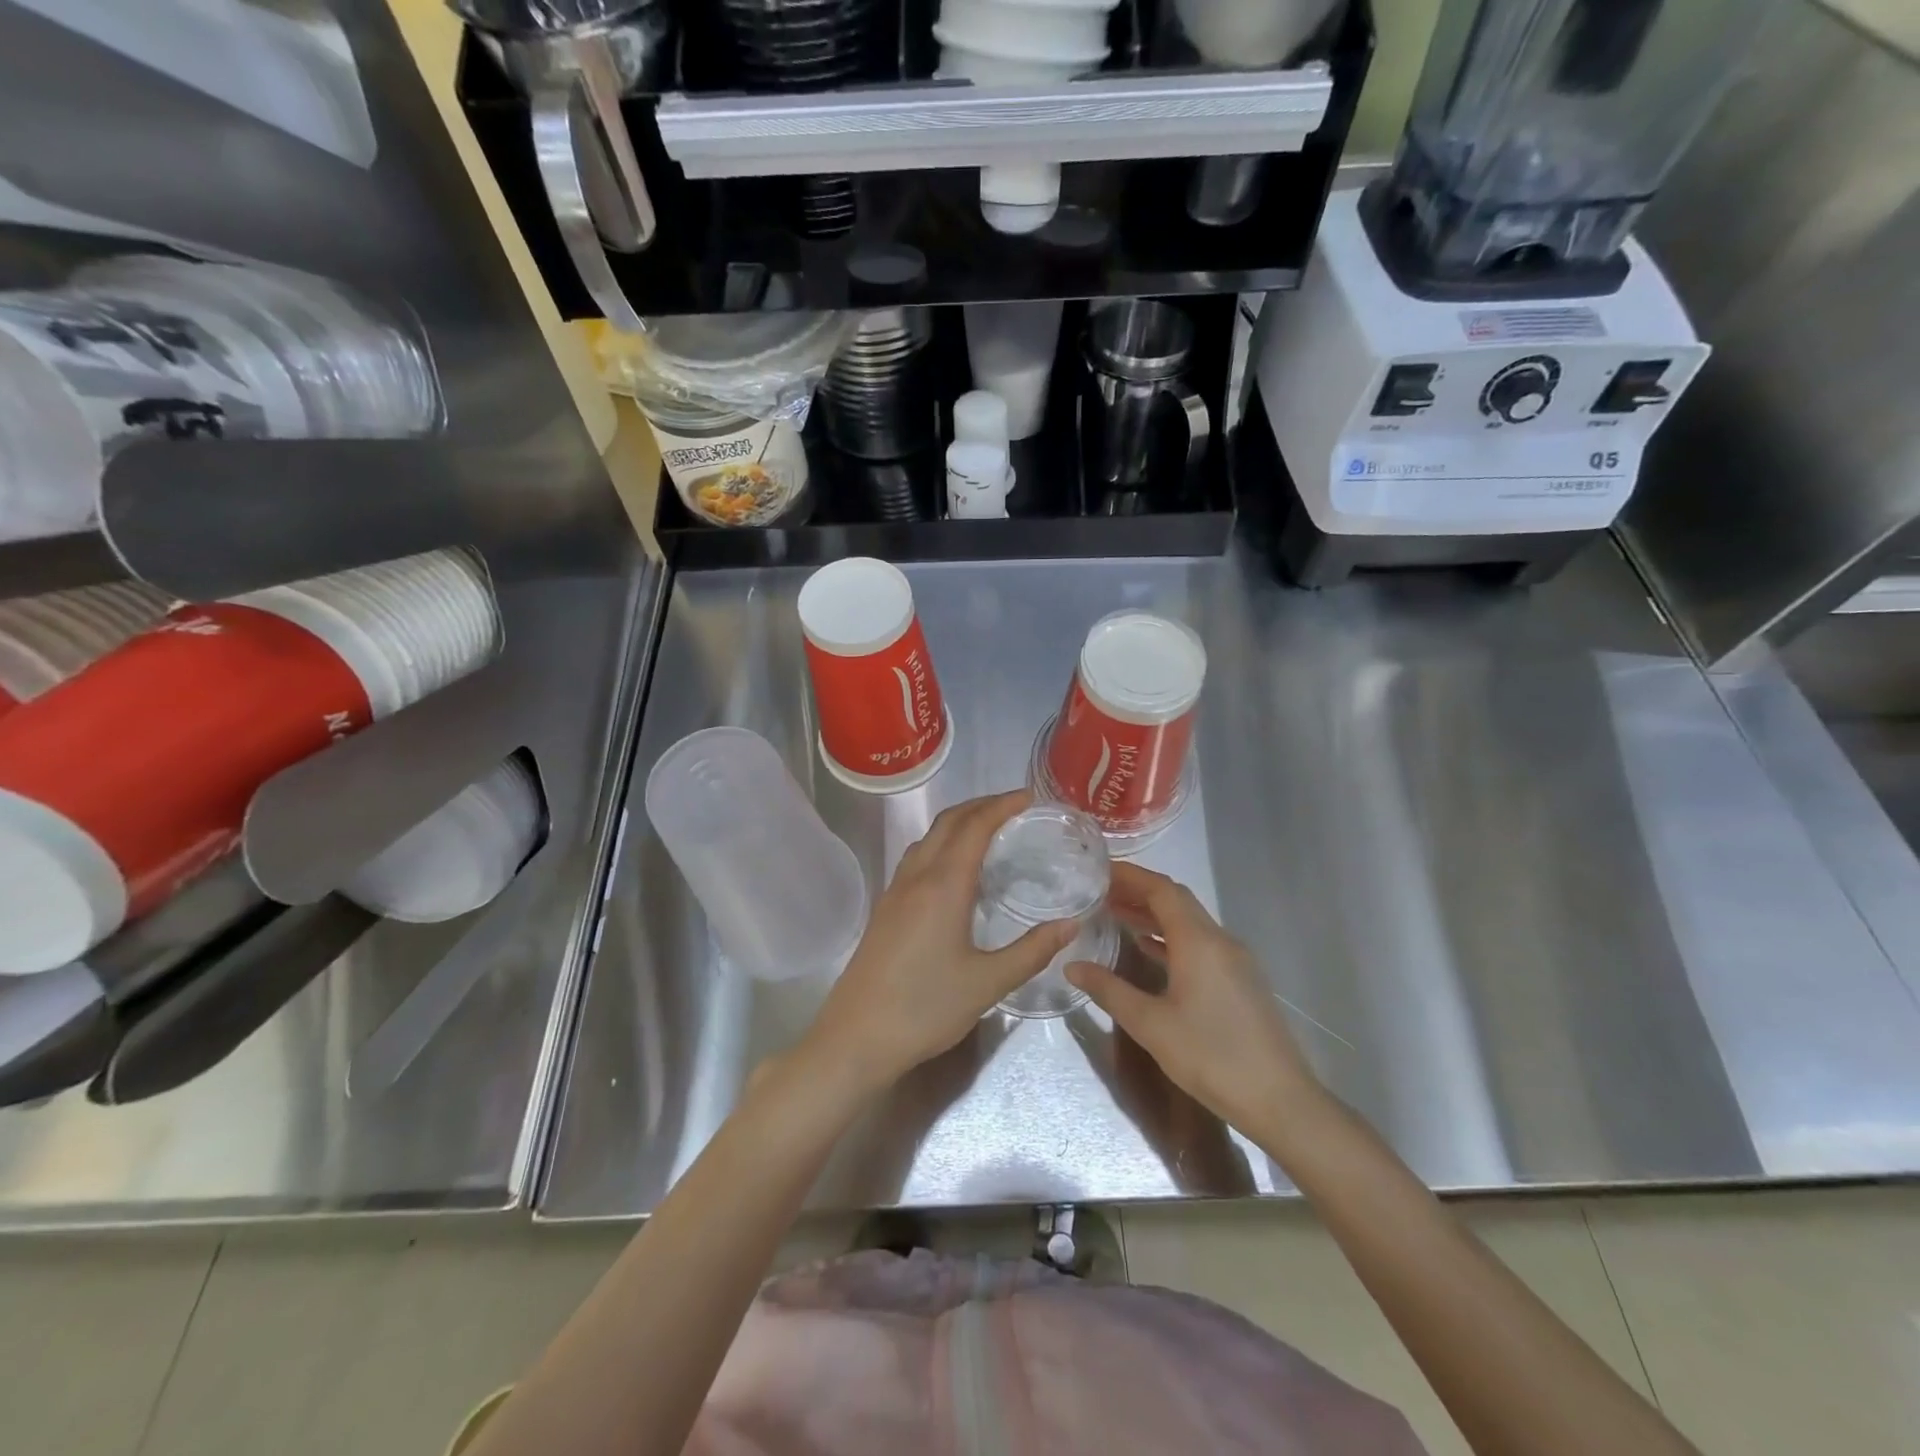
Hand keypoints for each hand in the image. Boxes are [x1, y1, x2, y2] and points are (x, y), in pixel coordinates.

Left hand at [800, 791, 1074, 1097]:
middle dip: (981, 806)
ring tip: (989, 831)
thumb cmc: (925, 1008)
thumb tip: (1071, 924)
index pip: (975, 827)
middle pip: (948, 822)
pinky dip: (942, 845)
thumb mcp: (988, 983)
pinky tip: (956, 872)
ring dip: (958, 823)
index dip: (1002, 805)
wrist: (856, 1038)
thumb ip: (1032, 950)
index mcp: (943, 885)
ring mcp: (895, 891)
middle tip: (1015, 807)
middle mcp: (916, 877)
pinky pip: (916, 858)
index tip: (1030, 798)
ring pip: (928, 838)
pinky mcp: (885, 909)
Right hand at [1065, 863, 1320, 1135]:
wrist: (1280, 1101)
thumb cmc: (1211, 1057)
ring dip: (1154, 914)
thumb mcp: (1150, 1024)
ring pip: (1189, 922)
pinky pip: (1200, 943)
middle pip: (1177, 901)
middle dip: (1139, 891)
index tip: (1099, 871)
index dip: (1130, 875)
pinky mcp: (1240, 980)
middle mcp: (1220, 940)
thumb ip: (1109, 990)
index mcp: (1199, 941)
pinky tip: (1148, 949)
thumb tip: (1072, 966)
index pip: (1162, 890)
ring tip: (1115, 914)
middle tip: (1100, 891)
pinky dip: (1171, 937)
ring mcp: (1235, 960)